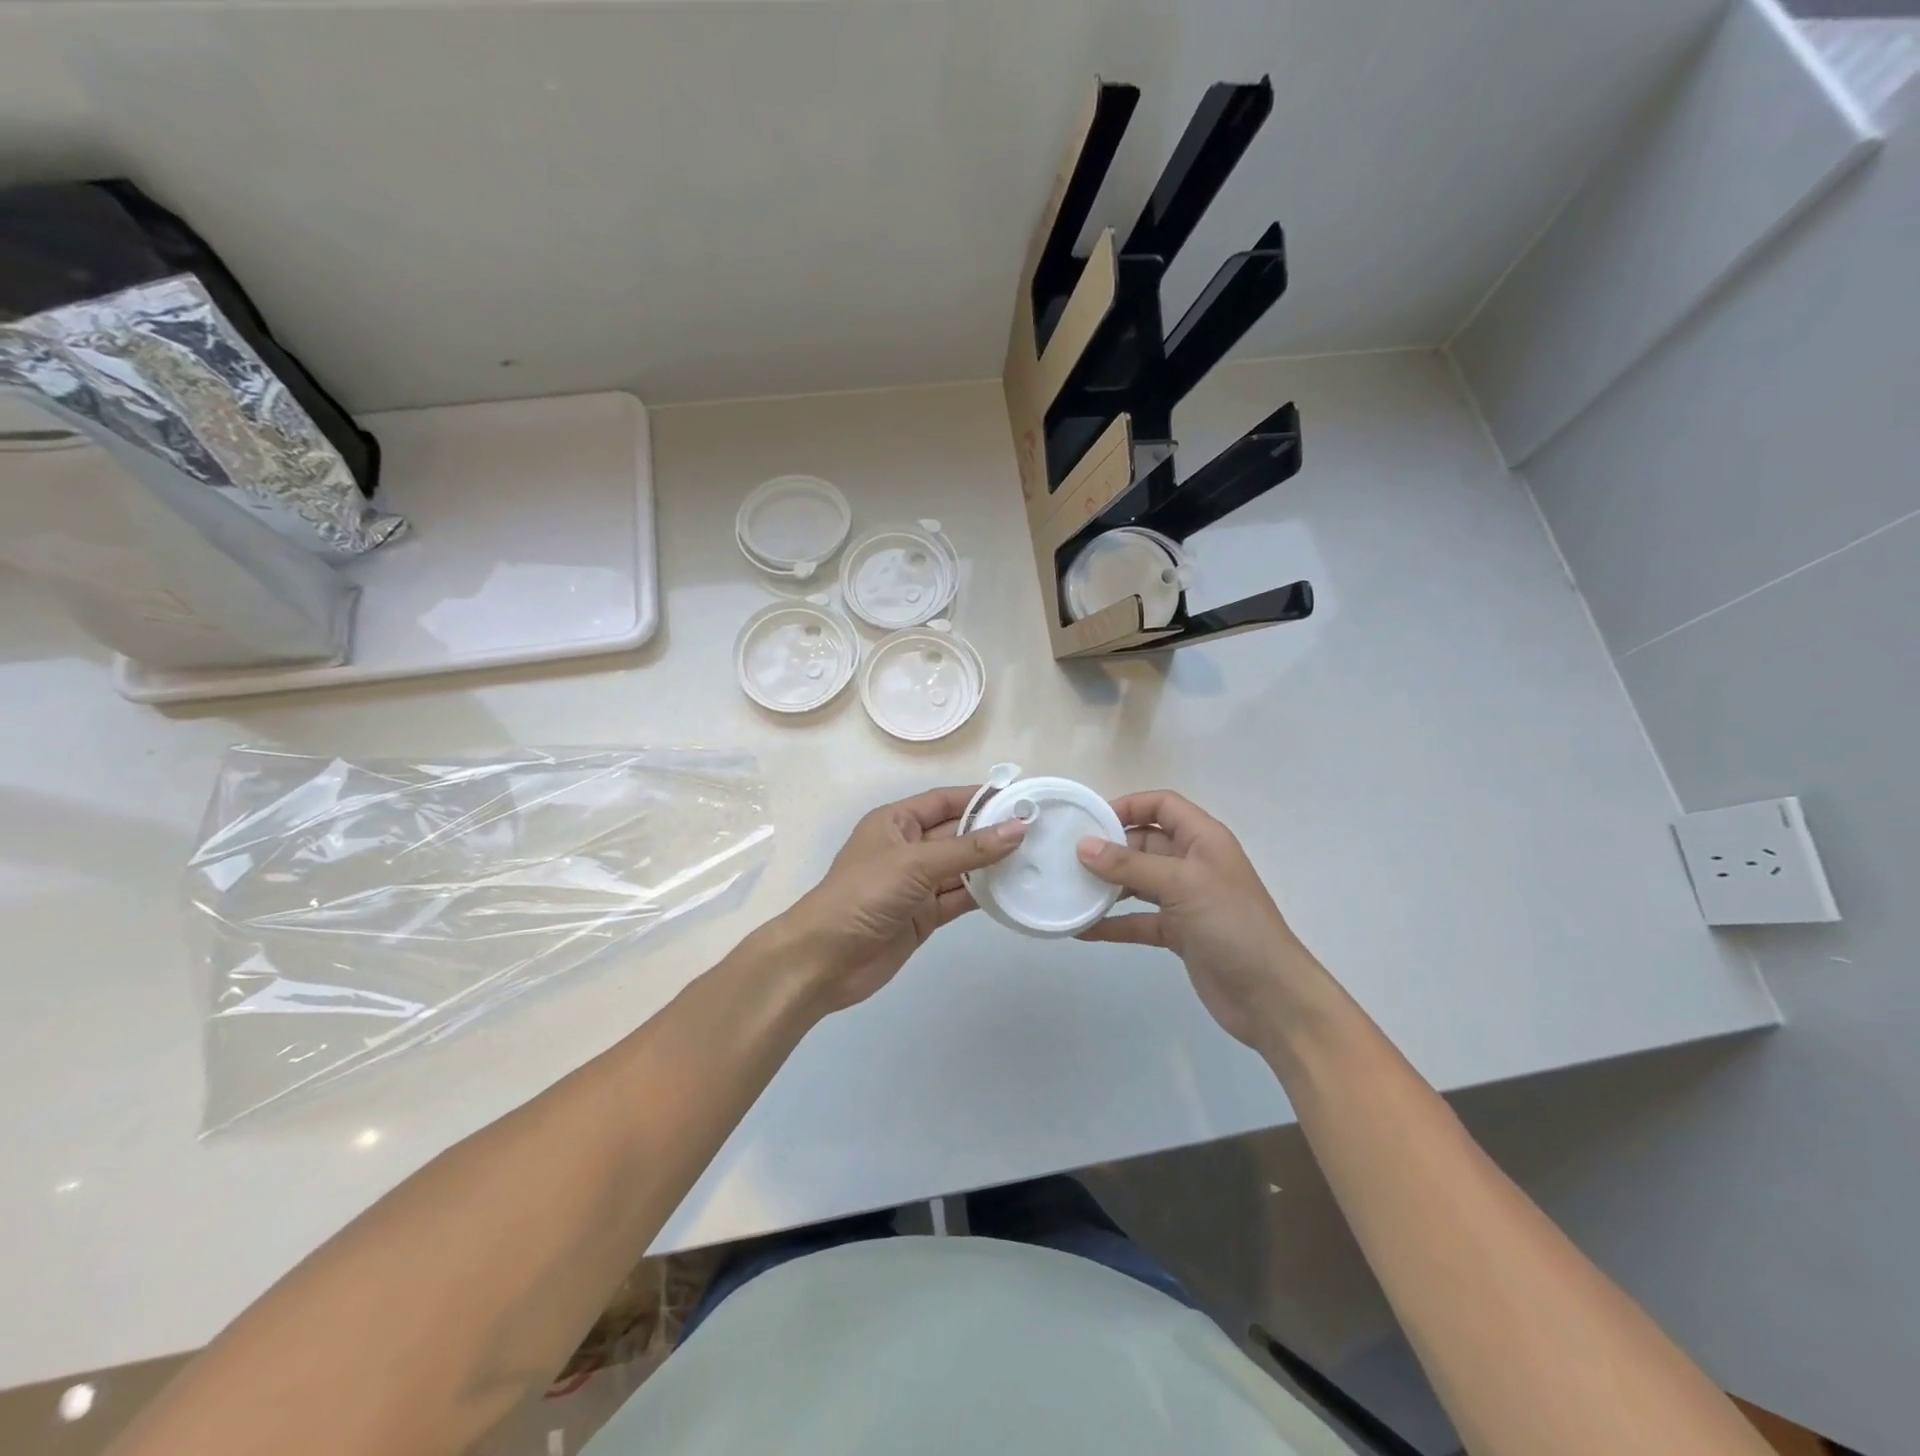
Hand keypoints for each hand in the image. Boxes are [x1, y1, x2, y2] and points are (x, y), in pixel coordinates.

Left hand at [769, 785, 1025, 1014]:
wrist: (823, 960)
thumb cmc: (863, 896)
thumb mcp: (915, 864)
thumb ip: (968, 849)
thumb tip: (1018, 828)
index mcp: (895, 822)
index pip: (944, 801)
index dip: (980, 797)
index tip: (1021, 797)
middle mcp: (907, 848)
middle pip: (957, 833)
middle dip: (993, 832)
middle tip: (1040, 830)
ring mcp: (916, 884)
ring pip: (961, 868)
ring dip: (992, 865)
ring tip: (1037, 858)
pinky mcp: (923, 915)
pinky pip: (959, 898)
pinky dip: (983, 895)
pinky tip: (1014, 890)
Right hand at [1077, 790, 1319, 1049]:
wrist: (1270, 996)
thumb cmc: (1232, 925)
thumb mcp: (1182, 884)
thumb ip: (1130, 865)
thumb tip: (1084, 846)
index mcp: (1203, 839)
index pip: (1162, 806)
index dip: (1128, 806)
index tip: (1089, 820)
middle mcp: (1193, 863)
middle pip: (1144, 844)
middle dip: (1109, 849)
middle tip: (1068, 858)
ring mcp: (1186, 900)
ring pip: (1138, 883)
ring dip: (1107, 886)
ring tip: (1069, 890)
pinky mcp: (1178, 933)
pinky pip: (1138, 920)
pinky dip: (1113, 923)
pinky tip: (1082, 929)